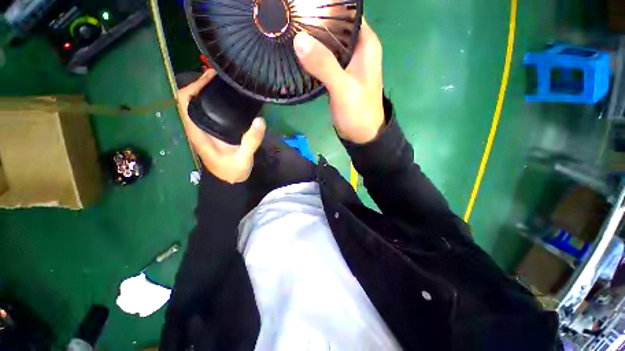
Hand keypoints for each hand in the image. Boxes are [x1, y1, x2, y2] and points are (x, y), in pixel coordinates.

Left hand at [177, 70, 265, 183]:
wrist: (229, 181)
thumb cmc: (232, 171)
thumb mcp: (243, 158)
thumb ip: (251, 141)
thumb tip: (260, 120)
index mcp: (198, 133)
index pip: (185, 102)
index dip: (193, 86)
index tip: (211, 77)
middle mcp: (197, 128)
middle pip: (190, 99)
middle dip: (201, 84)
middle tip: (222, 76)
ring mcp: (204, 129)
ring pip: (198, 104)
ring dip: (208, 91)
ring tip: (225, 83)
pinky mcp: (213, 131)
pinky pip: (209, 111)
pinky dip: (214, 101)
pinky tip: (229, 99)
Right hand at [294, 18, 383, 143]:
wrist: (361, 136)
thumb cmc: (358, 113)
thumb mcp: (343, 89)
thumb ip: (324, 65)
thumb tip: (299, 39)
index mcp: (366, 44)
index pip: (347, 12)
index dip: (327, 7)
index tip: (303, 6)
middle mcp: (357, 49)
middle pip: (335, 26)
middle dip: (315, 22)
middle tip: (291, 19)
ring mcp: (347, 63)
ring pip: (328, 43)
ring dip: (312, 40)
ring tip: (289, 32)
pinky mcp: (338, 76)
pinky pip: (324, 60)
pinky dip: (313, 57)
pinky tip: (298, 54)